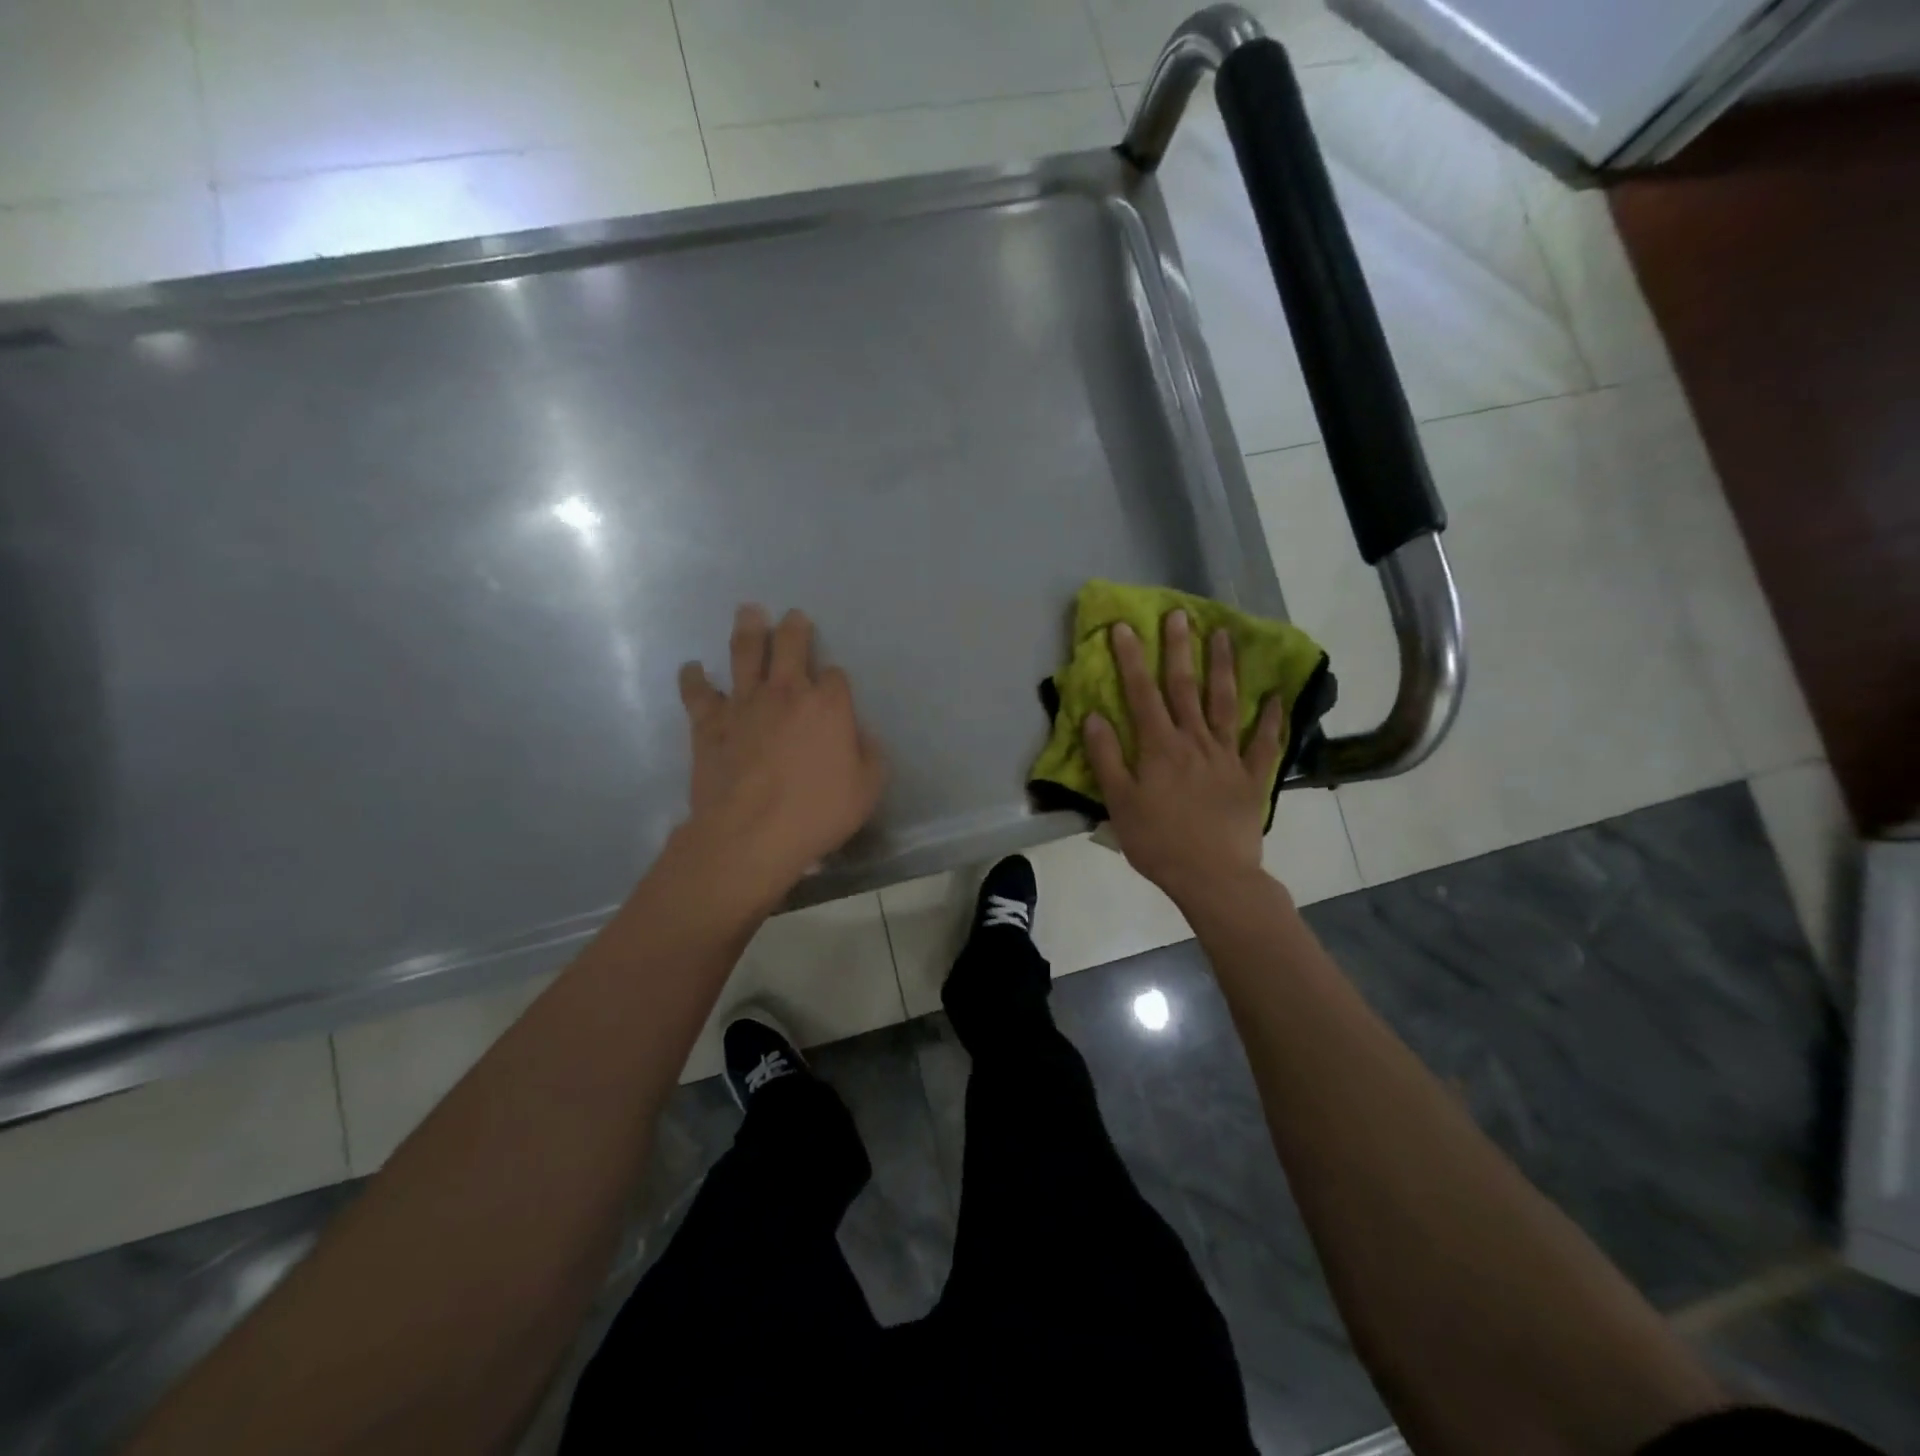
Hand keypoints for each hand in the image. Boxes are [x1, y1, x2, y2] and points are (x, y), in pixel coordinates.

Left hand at [675, 605, 886, 906]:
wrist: (750, 834)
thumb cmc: (816, 813)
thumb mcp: (867, 790)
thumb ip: (870, 756)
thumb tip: (861, 737)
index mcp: (828, 706)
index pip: (836, 677)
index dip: (836, 681)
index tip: (834, 690)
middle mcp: (786, 693)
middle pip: (791, 645)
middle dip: (794, 628)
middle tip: (793, 618)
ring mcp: (744, 704)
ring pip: (745, 654)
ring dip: (748, 630)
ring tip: (748, 612)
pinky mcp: (709, 723)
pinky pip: (698, 692)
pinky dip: (694, 678)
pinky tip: (693, 668)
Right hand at [1082, 609, 1284, 909]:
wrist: (1214, 877)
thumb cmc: (1158, 842)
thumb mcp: (1119, 803)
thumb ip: (1106, 757)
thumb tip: (1094, 715)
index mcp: (1159, 747)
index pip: (1141, 693)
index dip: (1131, 658)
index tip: (1124, 626)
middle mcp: (1194, 741)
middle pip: (1185, 687)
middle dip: (1178, 648)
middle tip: (1179, 613)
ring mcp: (1227, 756)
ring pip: (1224, 703)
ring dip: (1223, 667)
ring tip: (1224, 635)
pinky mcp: (1251, 777)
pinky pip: (1264, 742)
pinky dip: (1272, 719)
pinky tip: (1276, 696)